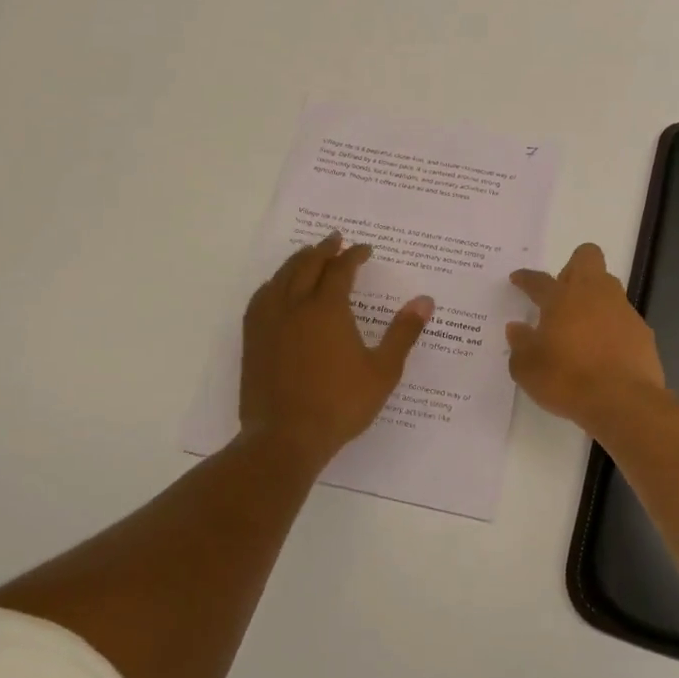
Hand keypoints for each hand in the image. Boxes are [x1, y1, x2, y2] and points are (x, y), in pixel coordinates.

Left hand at [240, 232, 434, 472]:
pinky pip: (261, 298)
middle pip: (308, 265)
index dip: (354, 255)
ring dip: (298, 261)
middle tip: (336, 239)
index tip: (365, 250)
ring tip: (308, 255)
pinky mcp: (253, 338)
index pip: (341, 269)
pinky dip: (273, 283)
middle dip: (324, 249)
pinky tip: (276, 288)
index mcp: (327, 309)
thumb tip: (425, 300)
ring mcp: (269, 321)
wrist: (285, 437)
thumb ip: (403, 333)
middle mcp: (295, 306)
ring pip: (281, 277)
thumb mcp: (382, 371)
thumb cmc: (340, 404)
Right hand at [507, 243, 665, 426]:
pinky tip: (604, 350)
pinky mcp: (642, 331)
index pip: (539, 280)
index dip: (526, 278)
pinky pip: (623, 318)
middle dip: (573, 267)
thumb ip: (520, 344)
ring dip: (594, 298)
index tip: (518, 279)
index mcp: (561, 298)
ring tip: (582, 326)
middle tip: (561, 293)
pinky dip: (612, 327)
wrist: (623, 402)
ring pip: (609, 286)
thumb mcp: (527, 369)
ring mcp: (622, 310)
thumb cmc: (567, 380)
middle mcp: (594, 294)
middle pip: (587, 257)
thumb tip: (517, 328)